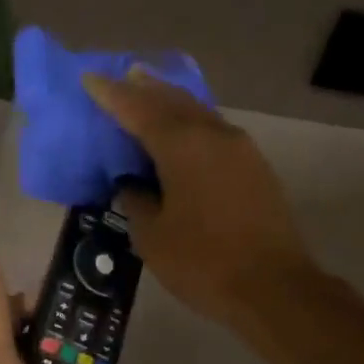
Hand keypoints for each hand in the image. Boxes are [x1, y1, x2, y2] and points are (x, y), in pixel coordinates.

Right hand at [84, 71, 315, 326]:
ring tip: (153, 95)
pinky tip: (186, 134)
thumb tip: (133, 185)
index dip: (111, 95)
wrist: (273, 287)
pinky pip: (216, 133)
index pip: (138, 109)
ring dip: (174, 103)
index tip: (90, 78)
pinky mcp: (257, 168)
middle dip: (147, 87)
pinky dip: (194, 125)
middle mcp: (214, 135)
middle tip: (126, 76)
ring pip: (200, 114)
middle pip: (175, 101)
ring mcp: (241, 150)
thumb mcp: (153, 237)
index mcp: (183, 146)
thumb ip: (137, 202)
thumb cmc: (203, 263)